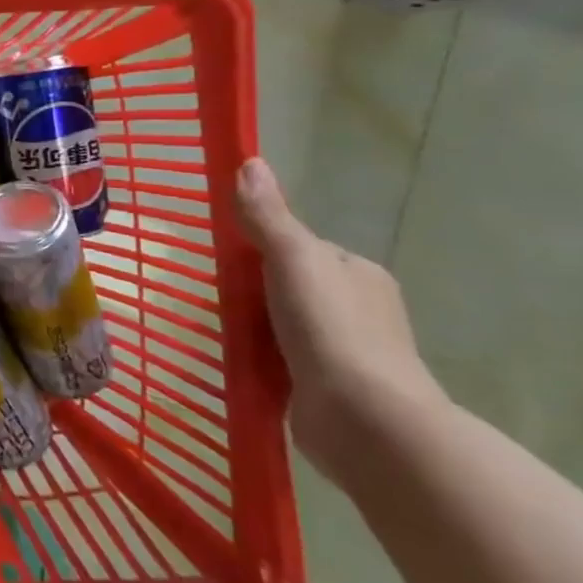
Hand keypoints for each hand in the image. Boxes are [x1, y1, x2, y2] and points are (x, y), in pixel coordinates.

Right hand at [235, 158, 444, 483]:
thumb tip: (249, 161)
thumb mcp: (293, 258)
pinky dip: (263, 360)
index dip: (263, 248)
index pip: (302, 247)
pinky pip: (286, 362)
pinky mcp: (331, 390)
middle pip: (291, 286)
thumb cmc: (330, 328)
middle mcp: (361, 309)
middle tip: (217, 297)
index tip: (227, 259)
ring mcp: (349, 353)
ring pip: (287, 325)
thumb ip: (268, 216)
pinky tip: (239, 362)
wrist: (365, 421)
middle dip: (256, 291)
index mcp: (359, 273)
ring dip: (257, 327)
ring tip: (219, 329)